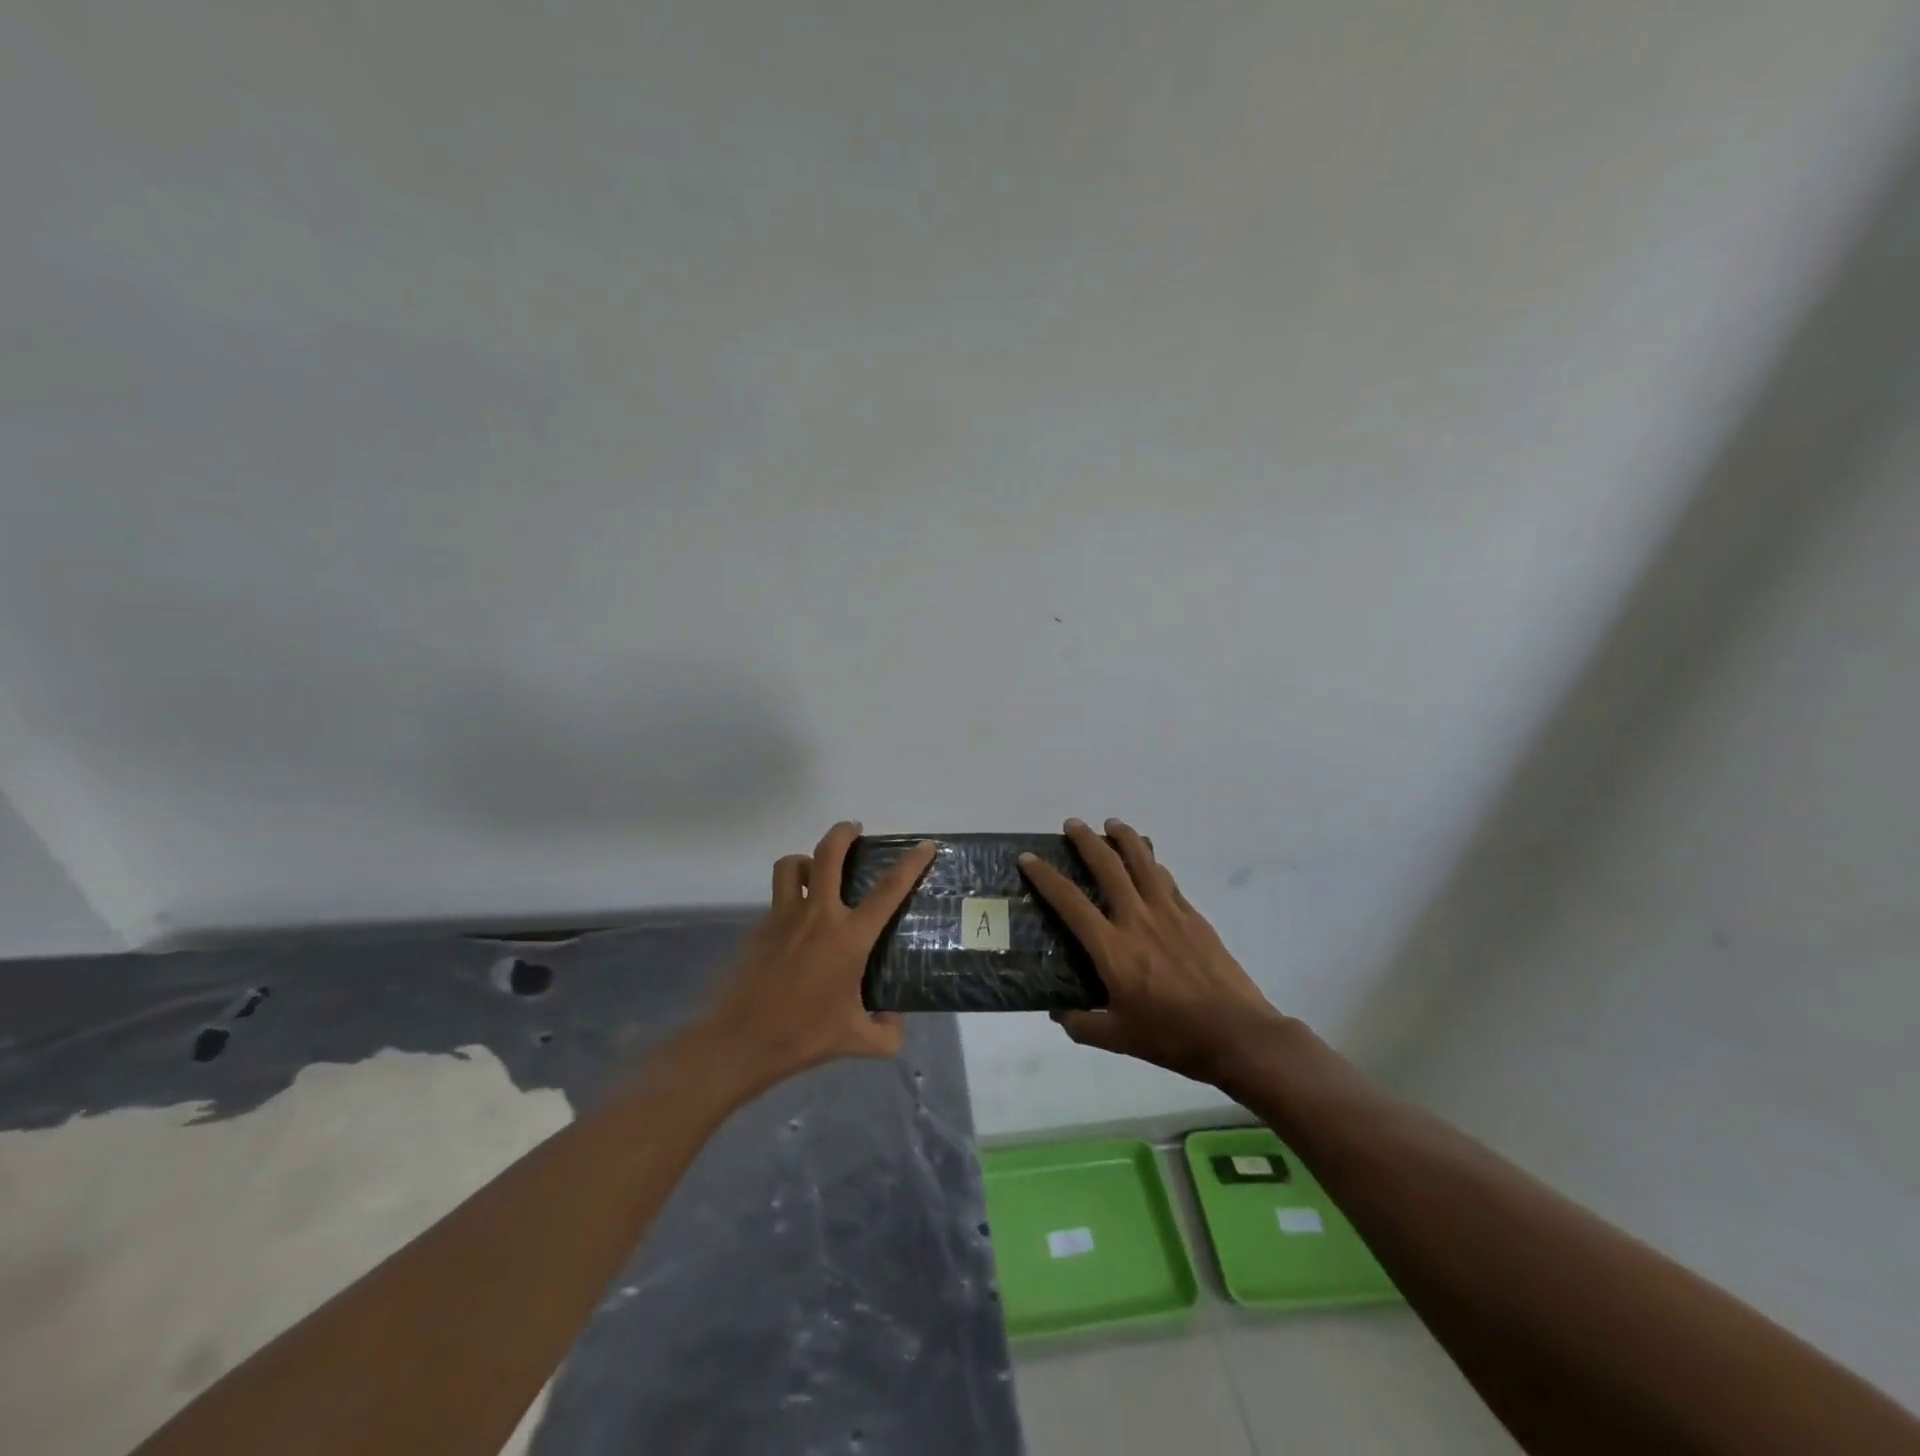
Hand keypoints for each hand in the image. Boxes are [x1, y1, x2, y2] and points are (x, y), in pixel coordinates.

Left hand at [698, 821, 935, 1092]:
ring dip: (807, 860)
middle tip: (855, 830)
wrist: (740, 1042)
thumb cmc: (803, 1036)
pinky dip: (790, 898)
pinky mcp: (760, 929)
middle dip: (844, 832)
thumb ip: (886, 1033)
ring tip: (817, 871)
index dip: (911, 863)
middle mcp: (817, 916)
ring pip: (792, 866)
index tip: (925, 845)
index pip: (888, 890)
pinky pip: (777, 899)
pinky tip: (798, 927)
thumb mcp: (857, 1041)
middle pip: (828, 854)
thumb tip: (893, 1020)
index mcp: (848, 938)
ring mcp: (783, 918)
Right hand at [1019, 818, 1288, 1085]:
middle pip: (1108, 866)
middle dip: (1086, 840)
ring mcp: (1169, 913)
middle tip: (1072, 824)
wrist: (1236, 1034)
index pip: (1070, 902)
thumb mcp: (1119, 1038)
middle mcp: (1137, 919)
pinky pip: (1167, 880)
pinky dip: (1153, 864)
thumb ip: (1083, 1025)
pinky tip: (1149, 862)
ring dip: (1124, 838)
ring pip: (1143, 862)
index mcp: (1112, 948)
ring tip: (1112, 823)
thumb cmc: (1173, 1037)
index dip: (1046, 877)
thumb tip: (1058, 1012)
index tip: (1029, 858)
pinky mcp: (1194, 917)